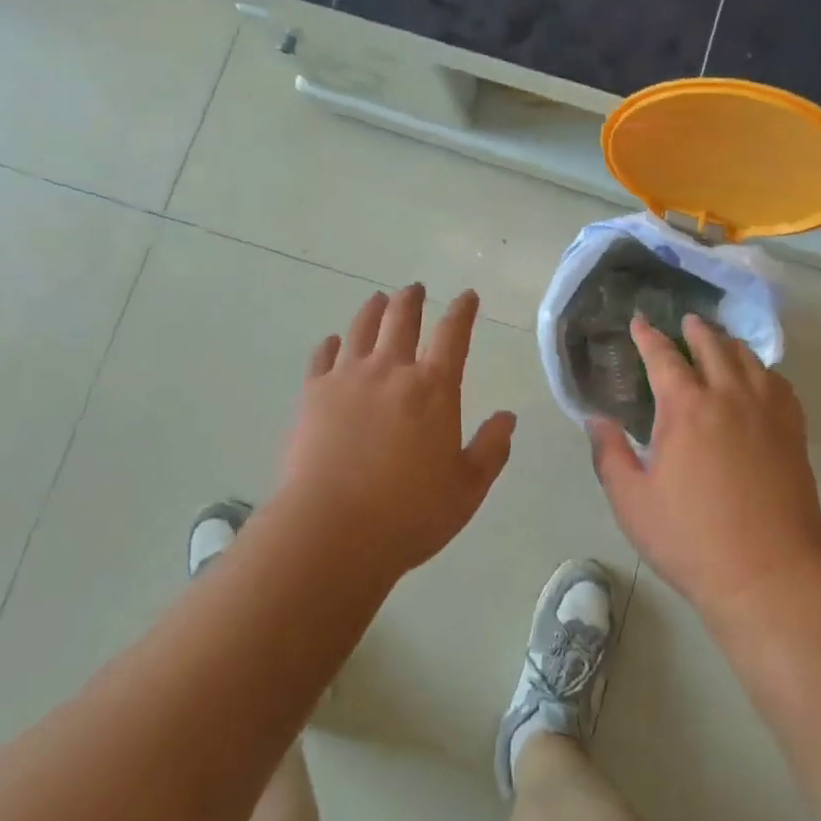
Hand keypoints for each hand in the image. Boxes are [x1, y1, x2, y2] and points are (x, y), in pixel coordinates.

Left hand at [279, 284, 513, 580]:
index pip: (453, 334)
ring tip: (378, 300)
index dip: (463, 310)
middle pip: (401, 317)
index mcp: (433, 388)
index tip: (467, 296)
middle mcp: (391, 371)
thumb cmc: (409, 513)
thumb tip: (508, 417)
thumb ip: (491, 449)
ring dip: (373, 310)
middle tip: (415, 289)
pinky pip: (322, 357)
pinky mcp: (312, 395)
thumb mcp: (467, 489)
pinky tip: (333, 343)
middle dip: (411, 298)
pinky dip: (331, 345)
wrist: (331, 532)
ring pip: (361, 328)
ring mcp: (347, 379)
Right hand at [590, 314, 820, 618]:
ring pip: (749, 359)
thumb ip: (609, 454)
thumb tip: (597, 419)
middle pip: (712, 346)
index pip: (663, 357)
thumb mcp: (632, 502)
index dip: (648, 336)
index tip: (639, 321)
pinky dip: (764, 371)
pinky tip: (759, 379)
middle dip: (695, 330)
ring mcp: (766, 412)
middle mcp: (728, 396)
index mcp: (686, 408)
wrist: (770, 574)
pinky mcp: (792, 432)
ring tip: (720, 342)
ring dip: (729, 344)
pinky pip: (779, 384)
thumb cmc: (692, 539)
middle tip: (685, 322)